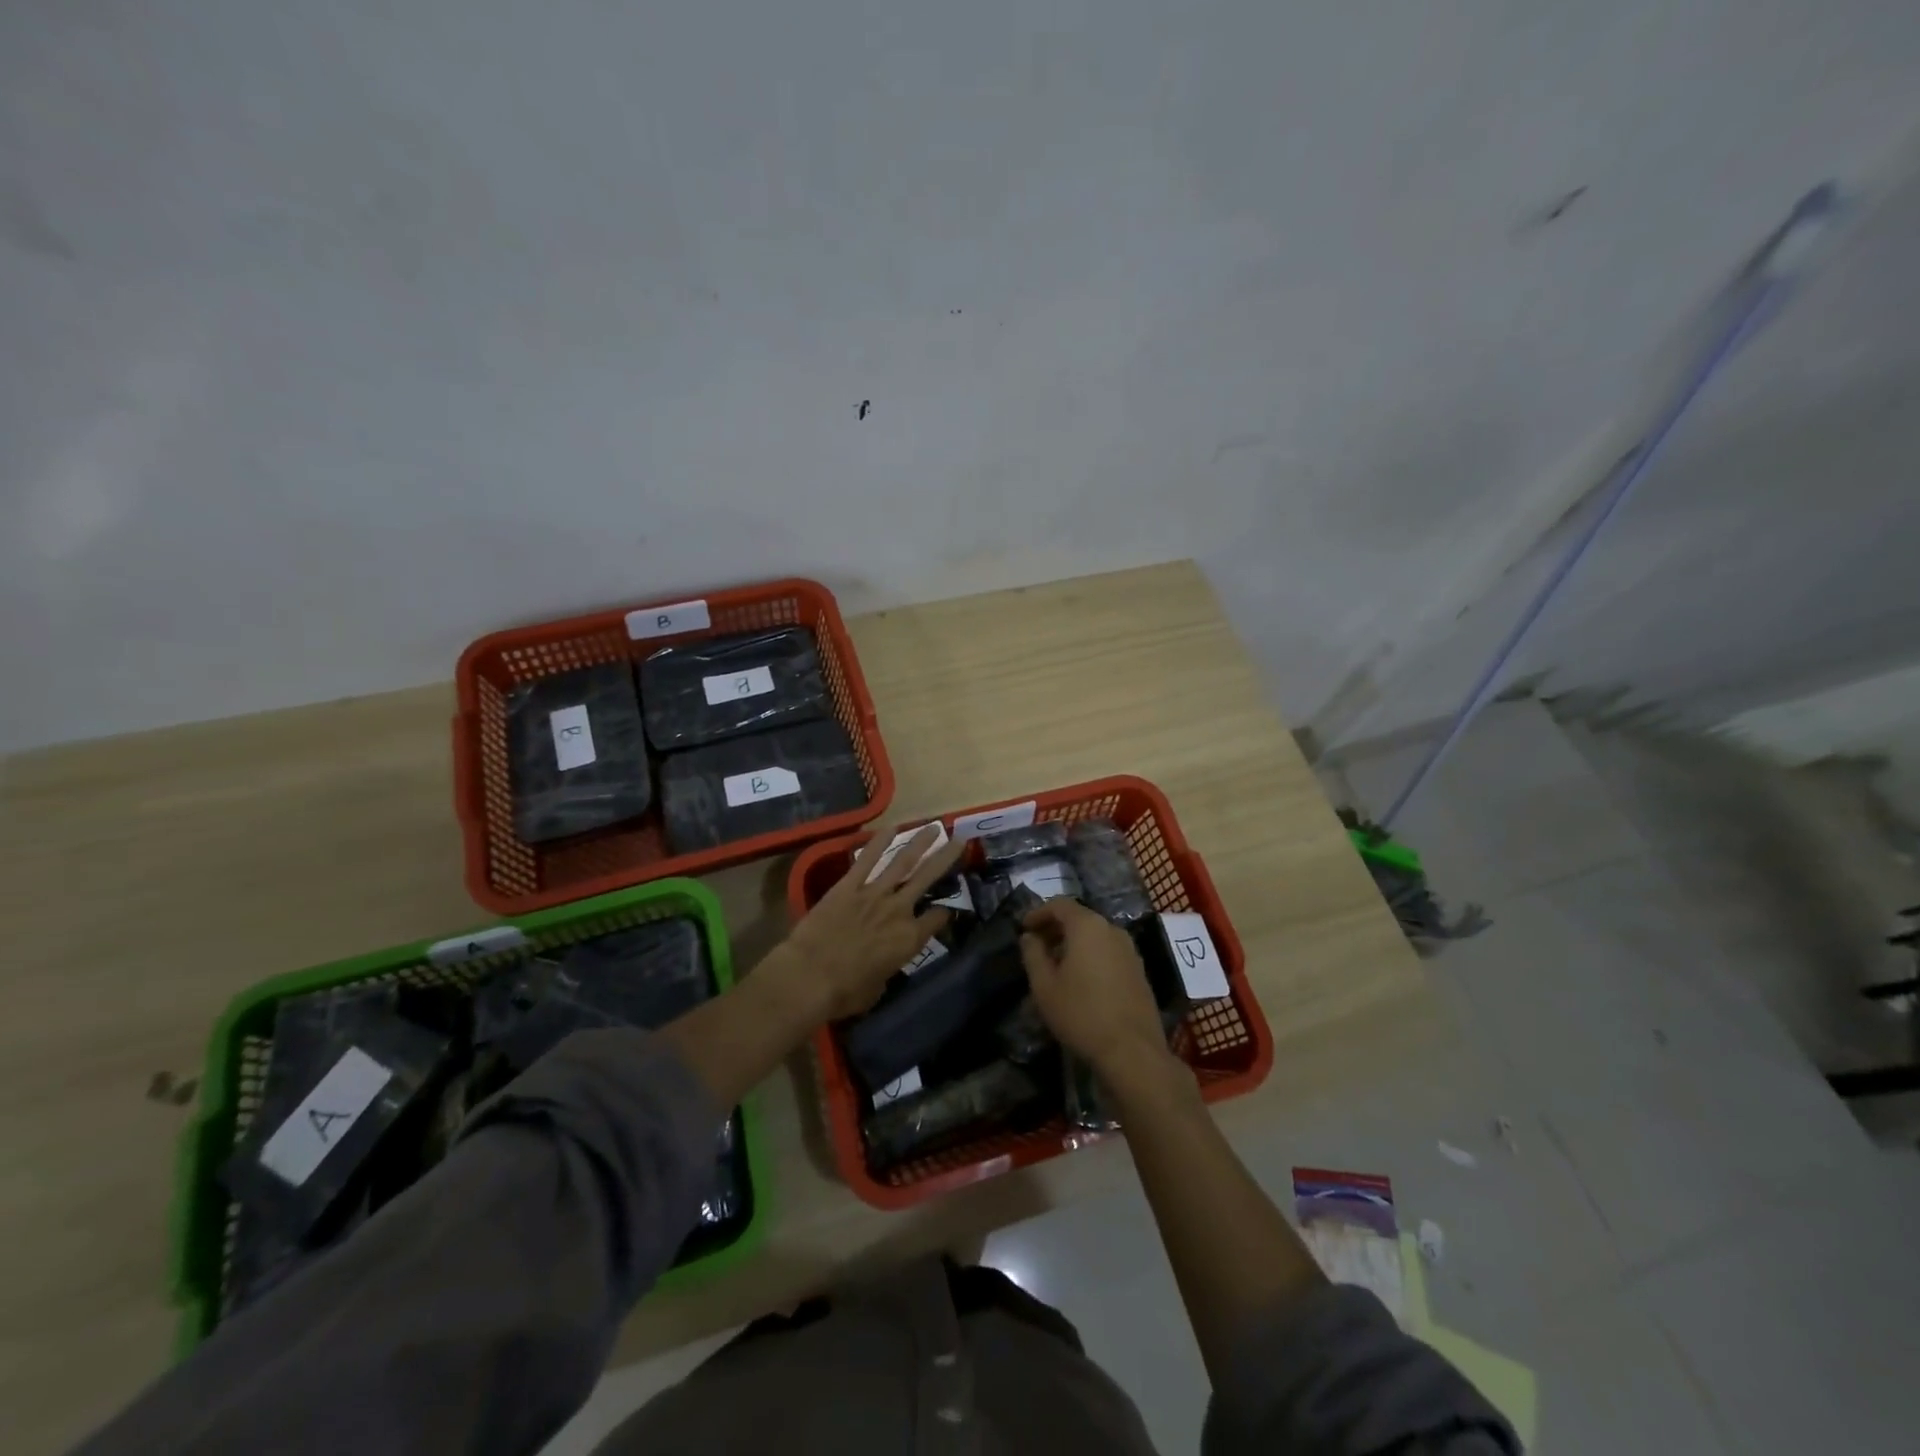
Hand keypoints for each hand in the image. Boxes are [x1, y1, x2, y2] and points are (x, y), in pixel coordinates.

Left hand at [780, 824, 966, 1019]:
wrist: (810, 976)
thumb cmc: (844, 993)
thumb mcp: (878, 989)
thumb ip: (886, 969)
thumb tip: (881, 963)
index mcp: (909, 939)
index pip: (938, 918)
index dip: (945, 913)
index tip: (946, 910)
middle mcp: (898, 910)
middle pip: (928, 878)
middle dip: (946, 858)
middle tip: (960, 840)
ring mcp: (873, 894)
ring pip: (902, 862)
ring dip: (920, 843)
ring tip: (934, 827)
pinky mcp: (848, 886)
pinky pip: (867, 860)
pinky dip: (879, 842)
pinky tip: (891, 827)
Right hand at [1018, 900, 1173, 1080]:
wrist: (1132, 1050)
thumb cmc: (1081, 1013)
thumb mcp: (1044, 986)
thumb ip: (1033, 955)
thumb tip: (1029, 937)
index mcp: (1087, 926)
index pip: (1059, 904)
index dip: (1038, 913)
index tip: (1024, 928)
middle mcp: (1112, 929)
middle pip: (1079, 918)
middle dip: (1056, 928)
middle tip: (1037, 947)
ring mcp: (1130, 950)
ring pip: (1096, 935)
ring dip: (1074, 943)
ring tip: (1057, 965)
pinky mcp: (1139, 970)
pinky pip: (1109, 951)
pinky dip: (1092, 955)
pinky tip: (1082, 979)